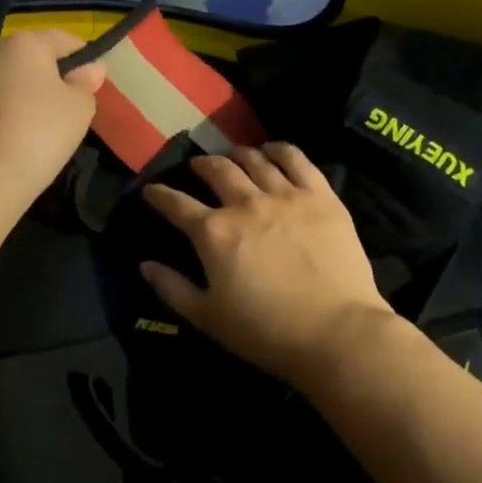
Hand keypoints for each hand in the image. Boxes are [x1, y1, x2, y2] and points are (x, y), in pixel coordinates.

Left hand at [0, 28, 105, 202]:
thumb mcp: (80, 105)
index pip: (64, 40)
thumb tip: (91, 68)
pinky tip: (22, 134)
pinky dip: (10, 110)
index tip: (94, 82)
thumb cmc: (43, 129)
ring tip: (46, 123)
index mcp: (25, 42)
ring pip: (12, 79)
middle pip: (33, 57)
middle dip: (52, 75)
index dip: (84, 58)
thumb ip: (86, 82)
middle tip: (71, 104)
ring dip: (28, 92)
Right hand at [139, 144, 401, 388]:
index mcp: (214, 232)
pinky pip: (297, 159)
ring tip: (235, 156)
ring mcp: (286, 195)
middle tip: (198, 166)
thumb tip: (144, 265)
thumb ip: (172, 288)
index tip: (151, 190)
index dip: (159, 195)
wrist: (336, 333)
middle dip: (202, 165)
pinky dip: (280, 149)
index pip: (176, 204)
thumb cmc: (267, 332)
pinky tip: (273, 150)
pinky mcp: (321, 196)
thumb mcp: (208, 318)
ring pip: (255, 160)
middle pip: (217, 170)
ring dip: (239, 155)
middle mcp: (245, 203)